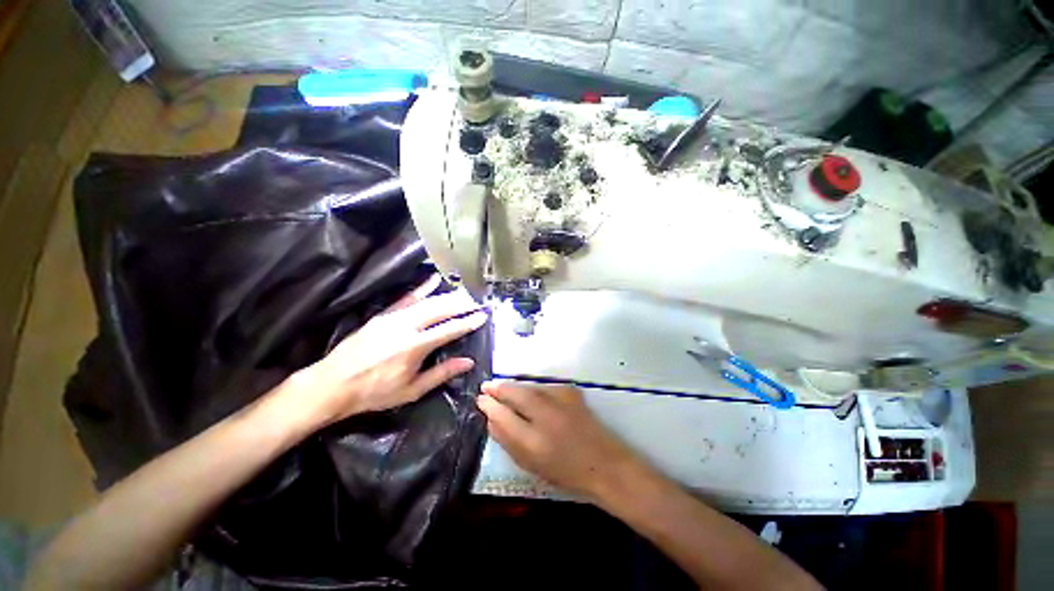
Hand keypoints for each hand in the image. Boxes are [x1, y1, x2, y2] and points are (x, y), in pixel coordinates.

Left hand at [285, 275, 487, 427]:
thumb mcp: (411, 390)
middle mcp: (407, 326)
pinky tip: (434, 280)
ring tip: (465, 293)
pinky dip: (423, 288)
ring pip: (428, 301)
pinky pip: (407, 297)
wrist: (333, 384)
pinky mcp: (384, 314)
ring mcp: (394, 317)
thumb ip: (441, 374)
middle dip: (462, 304)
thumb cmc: (374, 392)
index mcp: (415, 347)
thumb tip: (468, 362)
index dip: (468, 322)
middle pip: (441, 309)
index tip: (483, 316)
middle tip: (478, 300)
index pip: (450, 329)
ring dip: (449, 296)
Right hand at [477, 382, 644, 499]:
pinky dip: (533, 388)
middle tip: (486, 387)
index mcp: (533, 441)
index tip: (480, 399)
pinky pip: (544, 387)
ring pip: (529, 387)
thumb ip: (507, 440)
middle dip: (498, 388)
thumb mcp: (530, 464)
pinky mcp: (571, 392)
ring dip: (514, 387)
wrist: (605, 463)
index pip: (502, 415)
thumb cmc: (565, 471)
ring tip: (503, 389)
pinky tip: (528, 393)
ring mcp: (561, 400)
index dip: (489, 404)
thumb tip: (490, 419)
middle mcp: (546, 415)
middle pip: (515, 393)